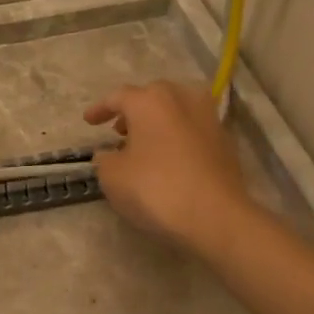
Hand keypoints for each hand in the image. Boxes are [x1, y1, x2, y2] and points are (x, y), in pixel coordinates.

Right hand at [84, 81, 254, 254]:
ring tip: (144, 145)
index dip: (100, 109)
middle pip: (152, 97)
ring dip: (157, 122)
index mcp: (150, 101)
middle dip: (133, 111)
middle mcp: (181, 99)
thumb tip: (110, 154)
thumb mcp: (112, 177)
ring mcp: (208, 118)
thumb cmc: (155, 189)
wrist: (215, 216)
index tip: (88, 122)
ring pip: (176, 110)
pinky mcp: (225, 141)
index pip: (118, 97)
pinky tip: (169, 159)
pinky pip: (192, 130)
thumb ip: (104, 159)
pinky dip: (177, 137)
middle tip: (119, 131)